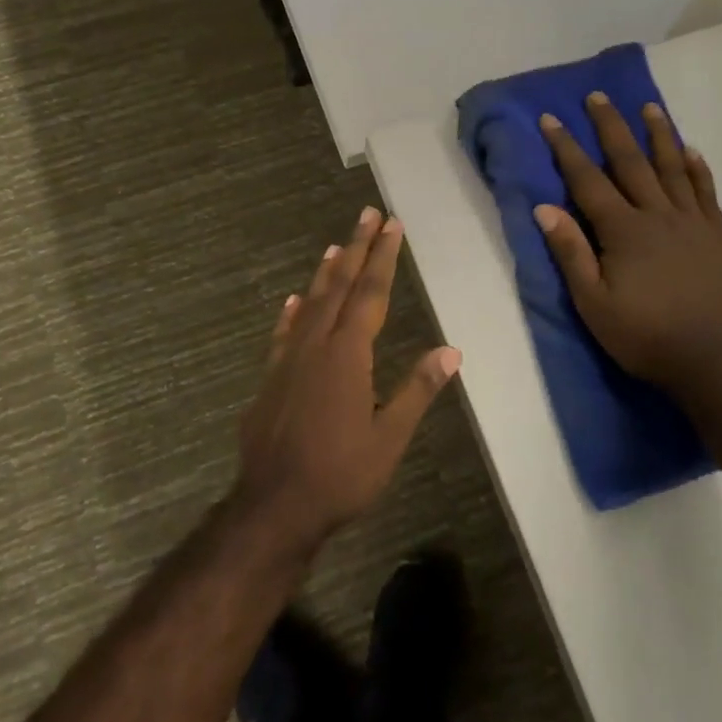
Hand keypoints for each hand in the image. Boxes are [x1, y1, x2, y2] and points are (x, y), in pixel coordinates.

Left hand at [235, 207, 461, 550]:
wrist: (274, 506)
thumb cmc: (340, 474)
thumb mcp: (389, 437)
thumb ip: (417, 390)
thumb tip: (451, 351)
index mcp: (347, 354)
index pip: (370, 293)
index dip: (382, 257)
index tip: (391, 225)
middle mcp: (316, 345)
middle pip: (339, 286)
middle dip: (356, 248)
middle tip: (367, 215)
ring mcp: (288, 360)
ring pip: (310, 303)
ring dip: (325, 273)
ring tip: (335, 246)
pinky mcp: (270, 378)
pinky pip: (283, 333)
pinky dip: (292, 313)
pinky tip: (293, 301)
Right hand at [534, 94, 721, 399]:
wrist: (716, 363)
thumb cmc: (646, 336)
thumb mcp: (594, 304)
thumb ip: (571, 253)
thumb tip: (544, 208)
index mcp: (623, 230)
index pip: (587, 180)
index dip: (567, 148)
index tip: (552, 119)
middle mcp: (658, 215)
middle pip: (630, 162)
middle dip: (611, 127)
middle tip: (598, 97)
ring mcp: (693, 222)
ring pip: (672, 168)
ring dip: (658, 135)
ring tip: (649, 107)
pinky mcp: (718, 236)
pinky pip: (706, 192)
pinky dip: (697, 168)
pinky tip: (692, 151)